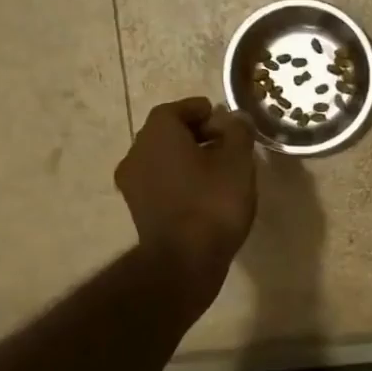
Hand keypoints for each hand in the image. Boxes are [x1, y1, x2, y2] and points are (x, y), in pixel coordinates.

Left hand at [116, 98, 256, 311]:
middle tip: (225, 142)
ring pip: (162, 159)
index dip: (200, 110)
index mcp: (157, 134)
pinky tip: (204, 192)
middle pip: (166, 133)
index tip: (223, 118)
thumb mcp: (237, 162)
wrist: (185, 260)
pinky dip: (179, 179)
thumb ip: (238, 133)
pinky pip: (160, 182)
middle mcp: (137, 153)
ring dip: (187, 158)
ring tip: (219, 169)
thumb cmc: (213, 203)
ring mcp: (133, 184)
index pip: (176, 109)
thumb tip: (236, 118)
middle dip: (195, 133)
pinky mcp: (138, 210)